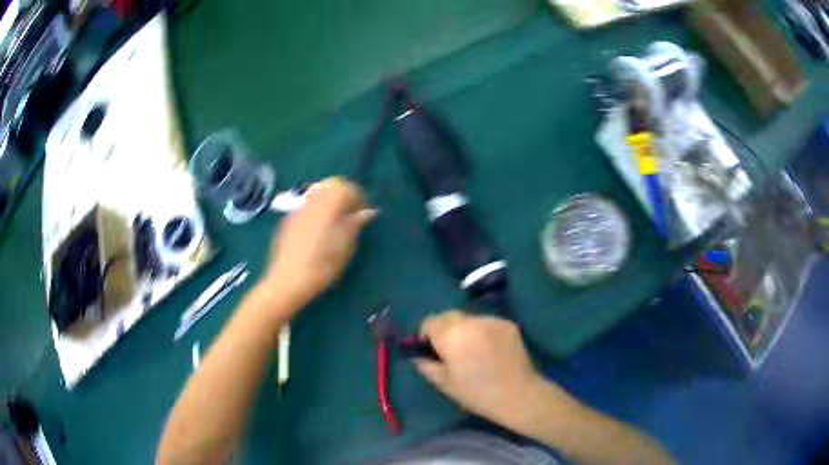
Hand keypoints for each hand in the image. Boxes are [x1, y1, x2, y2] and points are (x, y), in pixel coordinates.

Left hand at [263, 177, 377, 309]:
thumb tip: (367, 212)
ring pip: (317, 193)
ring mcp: (297, 209)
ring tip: (336, 222)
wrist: (288, 280)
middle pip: (330, 185)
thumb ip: (356, 224)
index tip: (365, 212)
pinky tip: (318, 231)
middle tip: (352, 214)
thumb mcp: (346, 246)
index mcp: (328, 204)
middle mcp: (312, 200)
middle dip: (344, 195)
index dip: (359, 196)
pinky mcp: (288, 220)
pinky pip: (307, 206)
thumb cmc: (322, 264)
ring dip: (330, 202)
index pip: (347, 187)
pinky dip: (317, 210)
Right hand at [415, 311, 570, 425]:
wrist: (518, 394)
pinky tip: (490, 350)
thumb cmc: (476, 393)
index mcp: (451, 334)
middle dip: (445, 329)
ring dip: (465, 329)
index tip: (431, 350)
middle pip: (449, 316)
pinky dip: (483, 332)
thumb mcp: (444, 383)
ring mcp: (491, 320)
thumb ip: (425, 364)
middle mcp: (471, 320)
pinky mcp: (508, 323)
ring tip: (473, 350)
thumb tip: (417, 355)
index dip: (427, 334)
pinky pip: (487, 323)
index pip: (430, 321)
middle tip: (450, 350)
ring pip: (469, 319)